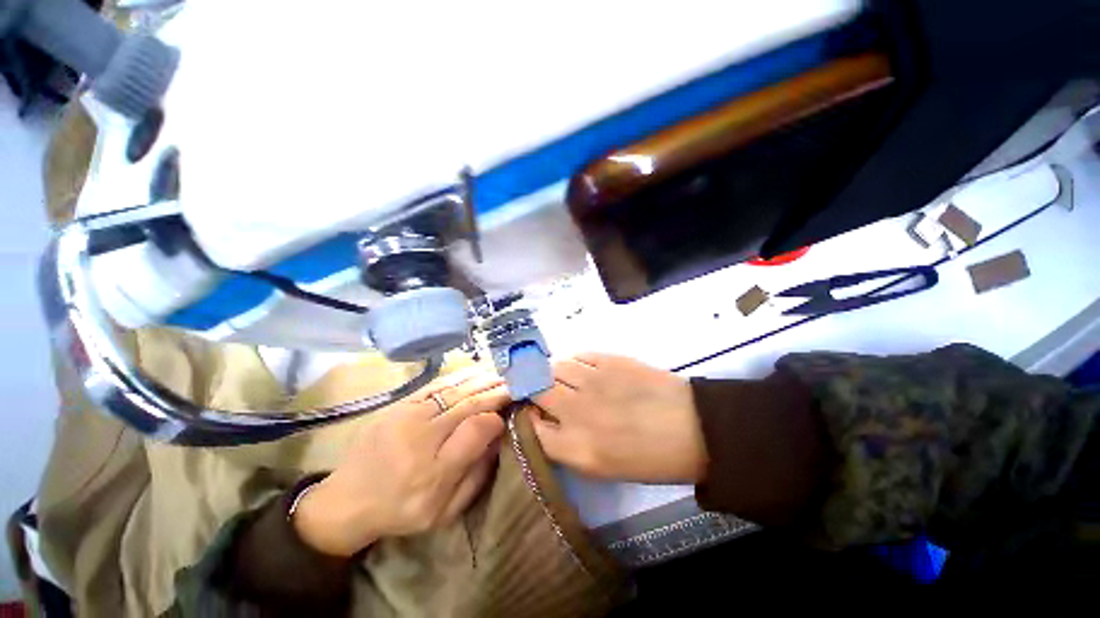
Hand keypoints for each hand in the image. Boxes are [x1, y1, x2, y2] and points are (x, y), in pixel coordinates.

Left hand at [293, 369, 509, 556]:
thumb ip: (475, 475)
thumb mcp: (444, 510)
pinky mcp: (399, 405)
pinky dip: (460, 377)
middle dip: (495, 392)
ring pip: (454, 391)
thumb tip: (497, 437)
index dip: (497, 418)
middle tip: (516, 383)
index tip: (512, 411)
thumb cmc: (402, 509)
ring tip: (501, 374)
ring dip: (481, 380)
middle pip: (467, 404)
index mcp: (433, 472)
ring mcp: (407, 416)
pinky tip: (475, 371)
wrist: (347, 500)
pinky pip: (436, 385)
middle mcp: (420, 437)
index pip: (475, 432)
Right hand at [531, 353, 705, 482]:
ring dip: (552, 372)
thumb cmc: (649, 458)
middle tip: (540, 391)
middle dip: (531, 387)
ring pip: (554, 366)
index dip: (525, 416)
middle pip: (536, 388)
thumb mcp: (601, 468)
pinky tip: (582, 370)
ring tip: (563, 379)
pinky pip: (579, 356)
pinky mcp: (609, 359)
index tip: (530, 413)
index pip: (528, 425)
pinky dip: (574, 363)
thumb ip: (565, 445)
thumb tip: (544, 421)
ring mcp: (593, 380)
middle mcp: (576, 410)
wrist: (692, 428)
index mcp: (575, 447)